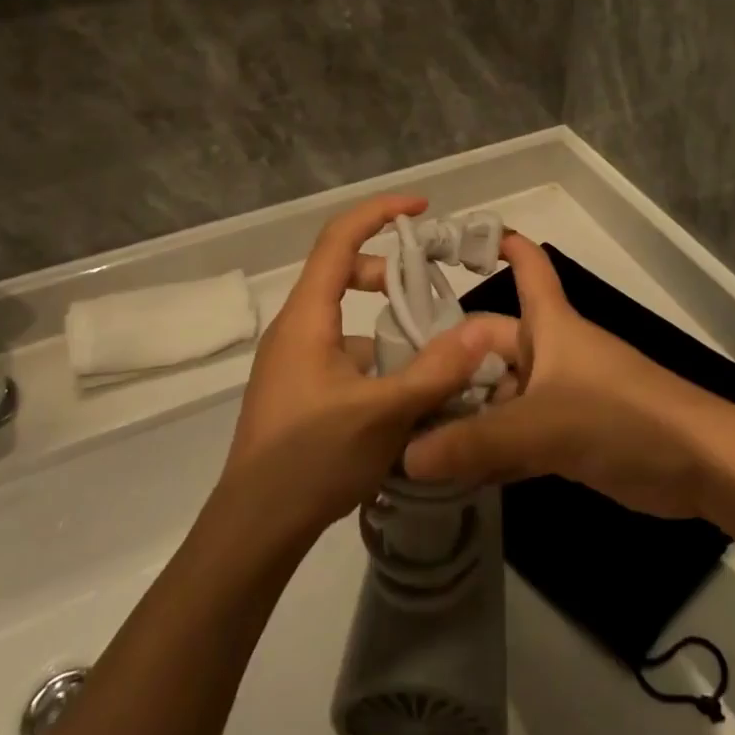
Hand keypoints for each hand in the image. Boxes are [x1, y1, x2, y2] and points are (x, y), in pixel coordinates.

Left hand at [223, 195, 496, 544]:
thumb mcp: (384, 414)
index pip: (338, 239)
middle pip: (343, 273)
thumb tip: (479, 332)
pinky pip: (342, 352)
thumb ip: (435, 371)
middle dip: (390, 273)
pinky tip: (405, 396)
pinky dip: (376, 357)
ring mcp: (294, 360)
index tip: (421, 208)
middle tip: (429, 294)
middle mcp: (295, 329)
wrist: (255, 526)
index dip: (378, 213)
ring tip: (430, 355)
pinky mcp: (299, 389)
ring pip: (346, 319)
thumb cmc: (312, 460)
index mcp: (307, 318)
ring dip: (387, 325)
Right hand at [403, 234, 734, 518]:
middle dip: (449, 363)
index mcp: (550, 325)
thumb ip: (475, 442)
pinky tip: (450, 470)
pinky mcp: (569, 437)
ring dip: (464, 414)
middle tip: (395, 387)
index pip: (527, 268)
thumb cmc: (622, 417)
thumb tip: (406, 455)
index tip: (454, 240)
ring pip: (499, 397)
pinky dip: (488, 449)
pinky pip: (516, 436)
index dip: (498, 245)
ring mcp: (560, 396)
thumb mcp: (543, 425)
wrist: (700, 465)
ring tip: (408, 433)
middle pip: (491, 346)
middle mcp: (550, 353)